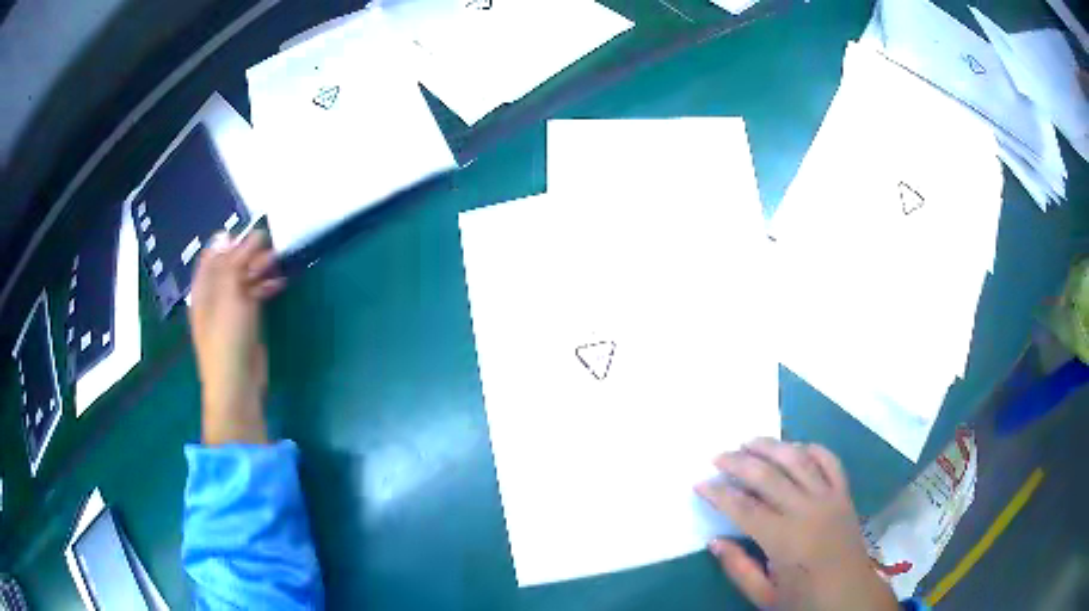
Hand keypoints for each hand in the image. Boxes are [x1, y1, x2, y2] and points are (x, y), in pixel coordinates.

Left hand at [188, 230, 284, 445]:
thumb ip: (230, 263)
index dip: (231, 240)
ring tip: (278, 260)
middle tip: (271, 246)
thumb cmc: (227, 337)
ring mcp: (230, 310)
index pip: (214, 254)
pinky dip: (265, 287)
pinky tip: (280, 283)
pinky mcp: (246, 323)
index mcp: (204, 287)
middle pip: (231, 265)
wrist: (237, 383)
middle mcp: (214, 295)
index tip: (252, 232)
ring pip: (244, 280)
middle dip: (249, 254)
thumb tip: (227, 233)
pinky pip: (254, 296)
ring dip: (259, 269)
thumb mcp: (228, 293)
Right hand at [696, 439, 898, 610]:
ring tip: (749, 441)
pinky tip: (796, 446)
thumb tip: (715, 540)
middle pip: (768, 477)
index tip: (700, 484)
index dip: (719, 494)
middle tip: (718, 456)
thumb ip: (738, 568)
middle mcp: (807, 511)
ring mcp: (829, 499)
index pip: (744, 508)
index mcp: (784, 540)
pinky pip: (831, 462)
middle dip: (739, 463)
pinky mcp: (845, 495)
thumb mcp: (764, 596)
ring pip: (798, 461)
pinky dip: (813, 449)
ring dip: (772, 447)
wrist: (850, 597)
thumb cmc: (804, 600)